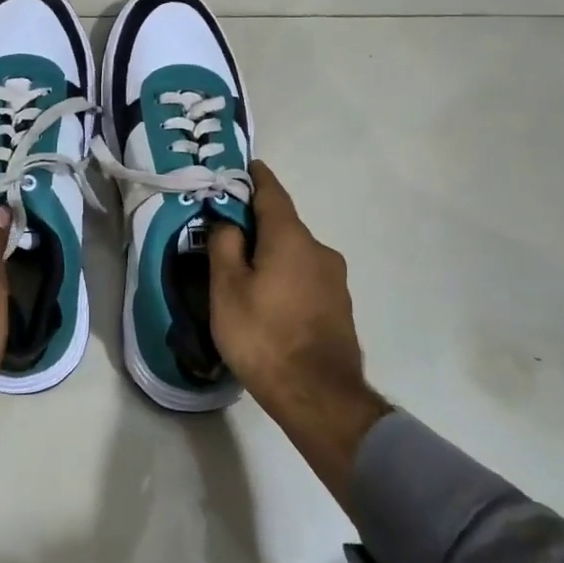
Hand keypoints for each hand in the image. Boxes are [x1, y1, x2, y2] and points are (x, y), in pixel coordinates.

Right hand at [208, 160, 392, 505]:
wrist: (319, 395)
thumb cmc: (263, 335)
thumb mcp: (227, 289)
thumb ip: (224, 246)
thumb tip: (228, 222)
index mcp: (290, 237)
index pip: (272, 193)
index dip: (256, 177)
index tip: (244, 166)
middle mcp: (319, 249)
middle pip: (283, 225)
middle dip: (257, 224)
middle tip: (226, 233)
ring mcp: (335, 279)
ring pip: (295, 253)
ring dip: (272, 254)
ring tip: (244, 273)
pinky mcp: (339, 306)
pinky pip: (306, 277)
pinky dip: (286, 276)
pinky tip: (269, 300)